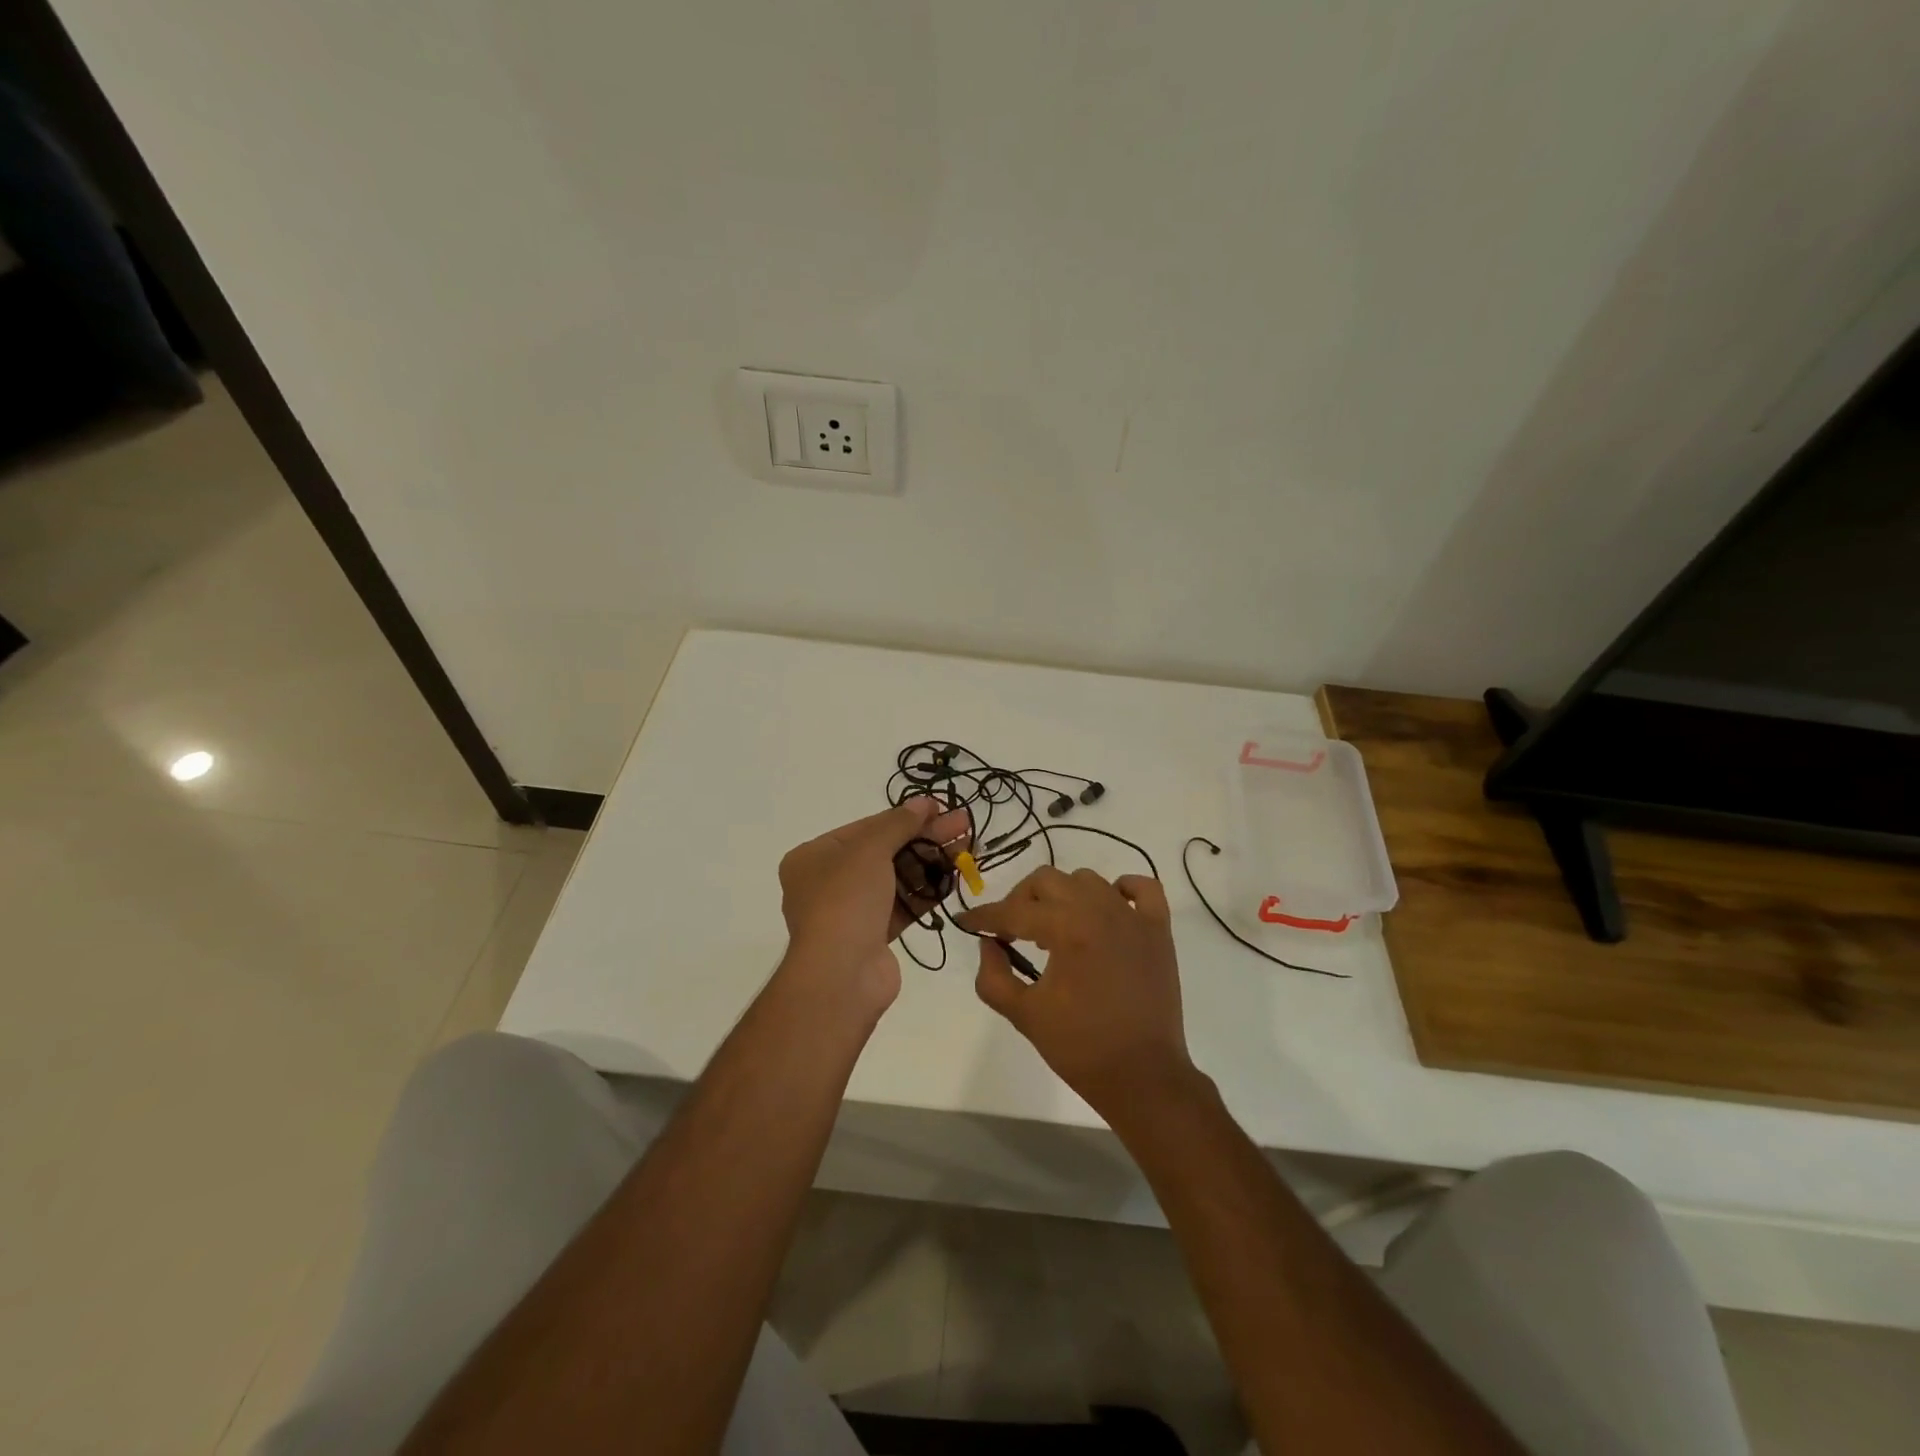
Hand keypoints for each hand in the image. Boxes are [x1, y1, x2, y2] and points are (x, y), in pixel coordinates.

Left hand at [778, 798, 969, 1010]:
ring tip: (967, 845)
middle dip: (925, 837)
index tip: (939, 806)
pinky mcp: (873, 936)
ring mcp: (851, 911)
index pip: (865, 827)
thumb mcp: (869, 850)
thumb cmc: (846, 901)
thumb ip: (898, 824)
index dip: (904, 815)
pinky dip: (927, 890)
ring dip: (931, 861)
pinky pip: (903, 905)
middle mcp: (828, 882)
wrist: (841, 975)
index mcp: (815, 857)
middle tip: (963, 823)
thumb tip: (921, 801)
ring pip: (897, 878)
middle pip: (884, 851)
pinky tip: (955, 875)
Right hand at [956, 867, 1195, 1115]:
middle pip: (1047, 880)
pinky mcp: (1158, 930)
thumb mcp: (1024, 1014)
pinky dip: (1122, 889)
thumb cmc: (1080, 1048)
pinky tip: (1107, 908)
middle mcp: (1100, 910)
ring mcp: (1133, 917)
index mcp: (1066, 929)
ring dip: (1063, 895)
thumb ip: (993, 976)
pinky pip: (1143, 888)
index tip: (967, 921)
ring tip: (1054, 927)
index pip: (1014, 911)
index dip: (984, 916)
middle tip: (1010, 930)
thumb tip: (989, 944)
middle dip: (1020, 900)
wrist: (1142, 1077)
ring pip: (1088, 880)